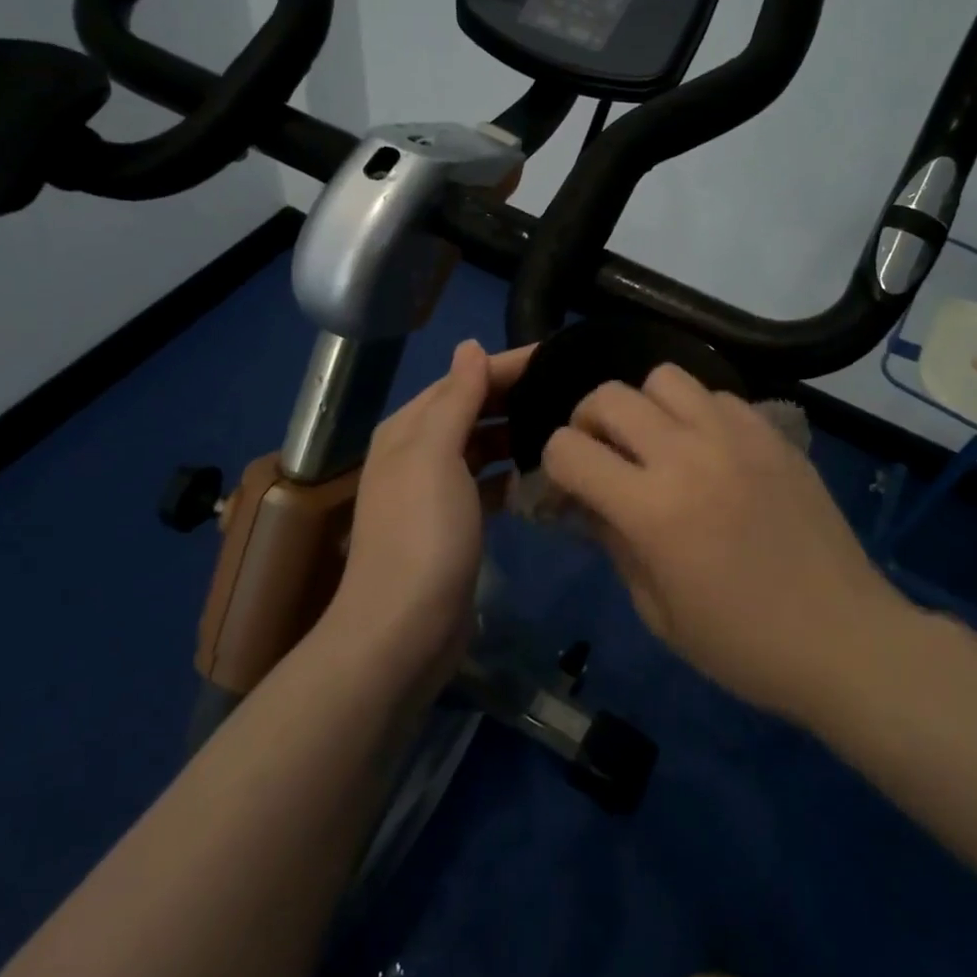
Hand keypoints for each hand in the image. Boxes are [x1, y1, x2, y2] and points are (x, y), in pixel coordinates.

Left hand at [321, 340, 532, 699]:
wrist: (403, 631)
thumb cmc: (422, 534)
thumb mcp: (435, 455)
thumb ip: (456, 398)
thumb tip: (470, 346)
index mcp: (409, 428)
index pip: (465, 379)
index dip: (508, 364)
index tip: (561, 356)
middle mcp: (419, 452)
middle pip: (474, 409)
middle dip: (517, 397)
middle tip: (573, 390)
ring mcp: (437, 491)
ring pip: (484, 447)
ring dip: (518, 435)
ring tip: (567, 428)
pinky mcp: (456, 524)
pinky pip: (490, 484)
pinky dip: (514, 476)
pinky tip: (544, 477)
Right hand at [542, 363, 900, 720]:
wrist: (843, 639)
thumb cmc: (742, 644)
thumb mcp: (657, 610)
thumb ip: (613, 544)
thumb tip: (587, 503)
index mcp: (652, 509)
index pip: (568, 449)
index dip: (554, 466)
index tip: (568, 488)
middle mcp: (688, 455)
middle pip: (609, 396)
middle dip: (588, 423)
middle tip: (603, 456)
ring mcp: (736, 436)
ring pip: (664, 378)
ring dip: (645, 407)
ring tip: (658, 444)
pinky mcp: (773, 433)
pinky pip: (717, 395)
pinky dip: (698, 413)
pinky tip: (710, 451)